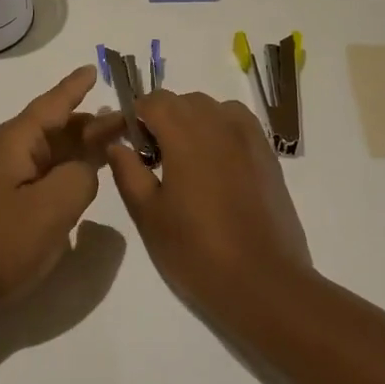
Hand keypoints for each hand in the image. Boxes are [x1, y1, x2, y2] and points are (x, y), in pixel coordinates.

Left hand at [0, 66, 118, 307]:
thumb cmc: (2, 244)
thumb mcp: (55, 207)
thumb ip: (81, 176)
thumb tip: (83, 169)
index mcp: (12, 143)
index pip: (51, 105)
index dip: (74, 87)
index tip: (94, 68)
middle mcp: (1, 152)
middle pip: (51, 128)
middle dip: (87, 123)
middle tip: (125, 122)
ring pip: (45, 153)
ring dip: (76, 148)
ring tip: (110, 145)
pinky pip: (36, 174)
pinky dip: (62, 171)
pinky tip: (79, 180)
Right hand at [106, 90, 315, 311]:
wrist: (264, 282)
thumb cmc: (196, 250)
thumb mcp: (148, 214)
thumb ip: (128, 171)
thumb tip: (116, 144)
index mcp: (186, 133)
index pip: (152, 101)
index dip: (131, 116)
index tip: (121, 143)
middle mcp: (220, 123)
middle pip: (183, 102)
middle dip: (160, 120)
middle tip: (149, 158)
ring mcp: (249, 137)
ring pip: (212, 110)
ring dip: (191, 123)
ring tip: (182, 162)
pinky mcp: (268, 156)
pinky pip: (237, 126)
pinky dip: (219, 132)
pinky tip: (213, 168)